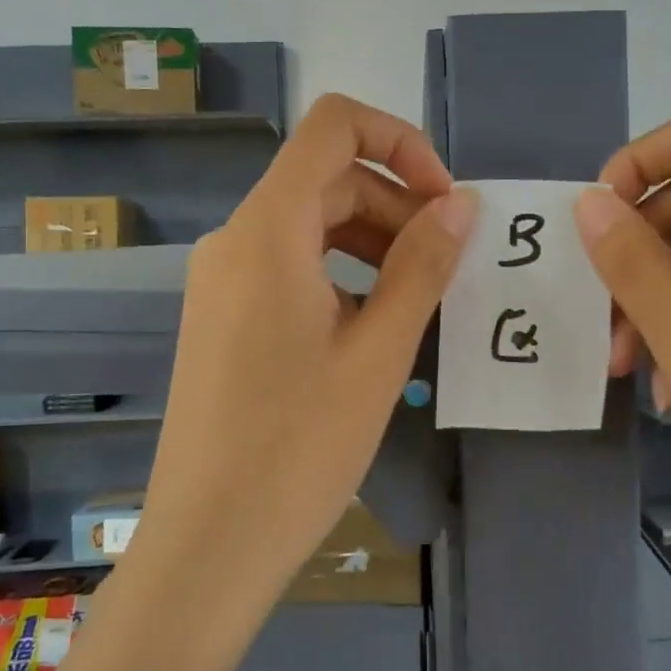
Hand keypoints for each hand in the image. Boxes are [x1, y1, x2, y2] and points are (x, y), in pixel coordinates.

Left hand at [133, 94, 478, 615]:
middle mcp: (236, 239)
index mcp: (268, 230)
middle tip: (449, 265)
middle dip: (397, 205)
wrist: (210, 544)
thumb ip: (422, 265)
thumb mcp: (378, 352)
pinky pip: (290, 266)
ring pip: (310, 225)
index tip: (445, 200)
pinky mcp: (223, 317)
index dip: (400, 141)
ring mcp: (222, 280)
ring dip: (373, 241)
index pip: (334, 126)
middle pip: (327, 180)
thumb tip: (461, 205)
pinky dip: (341, 273)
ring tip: (420, 298)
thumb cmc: (299, 446)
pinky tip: (373, 326)